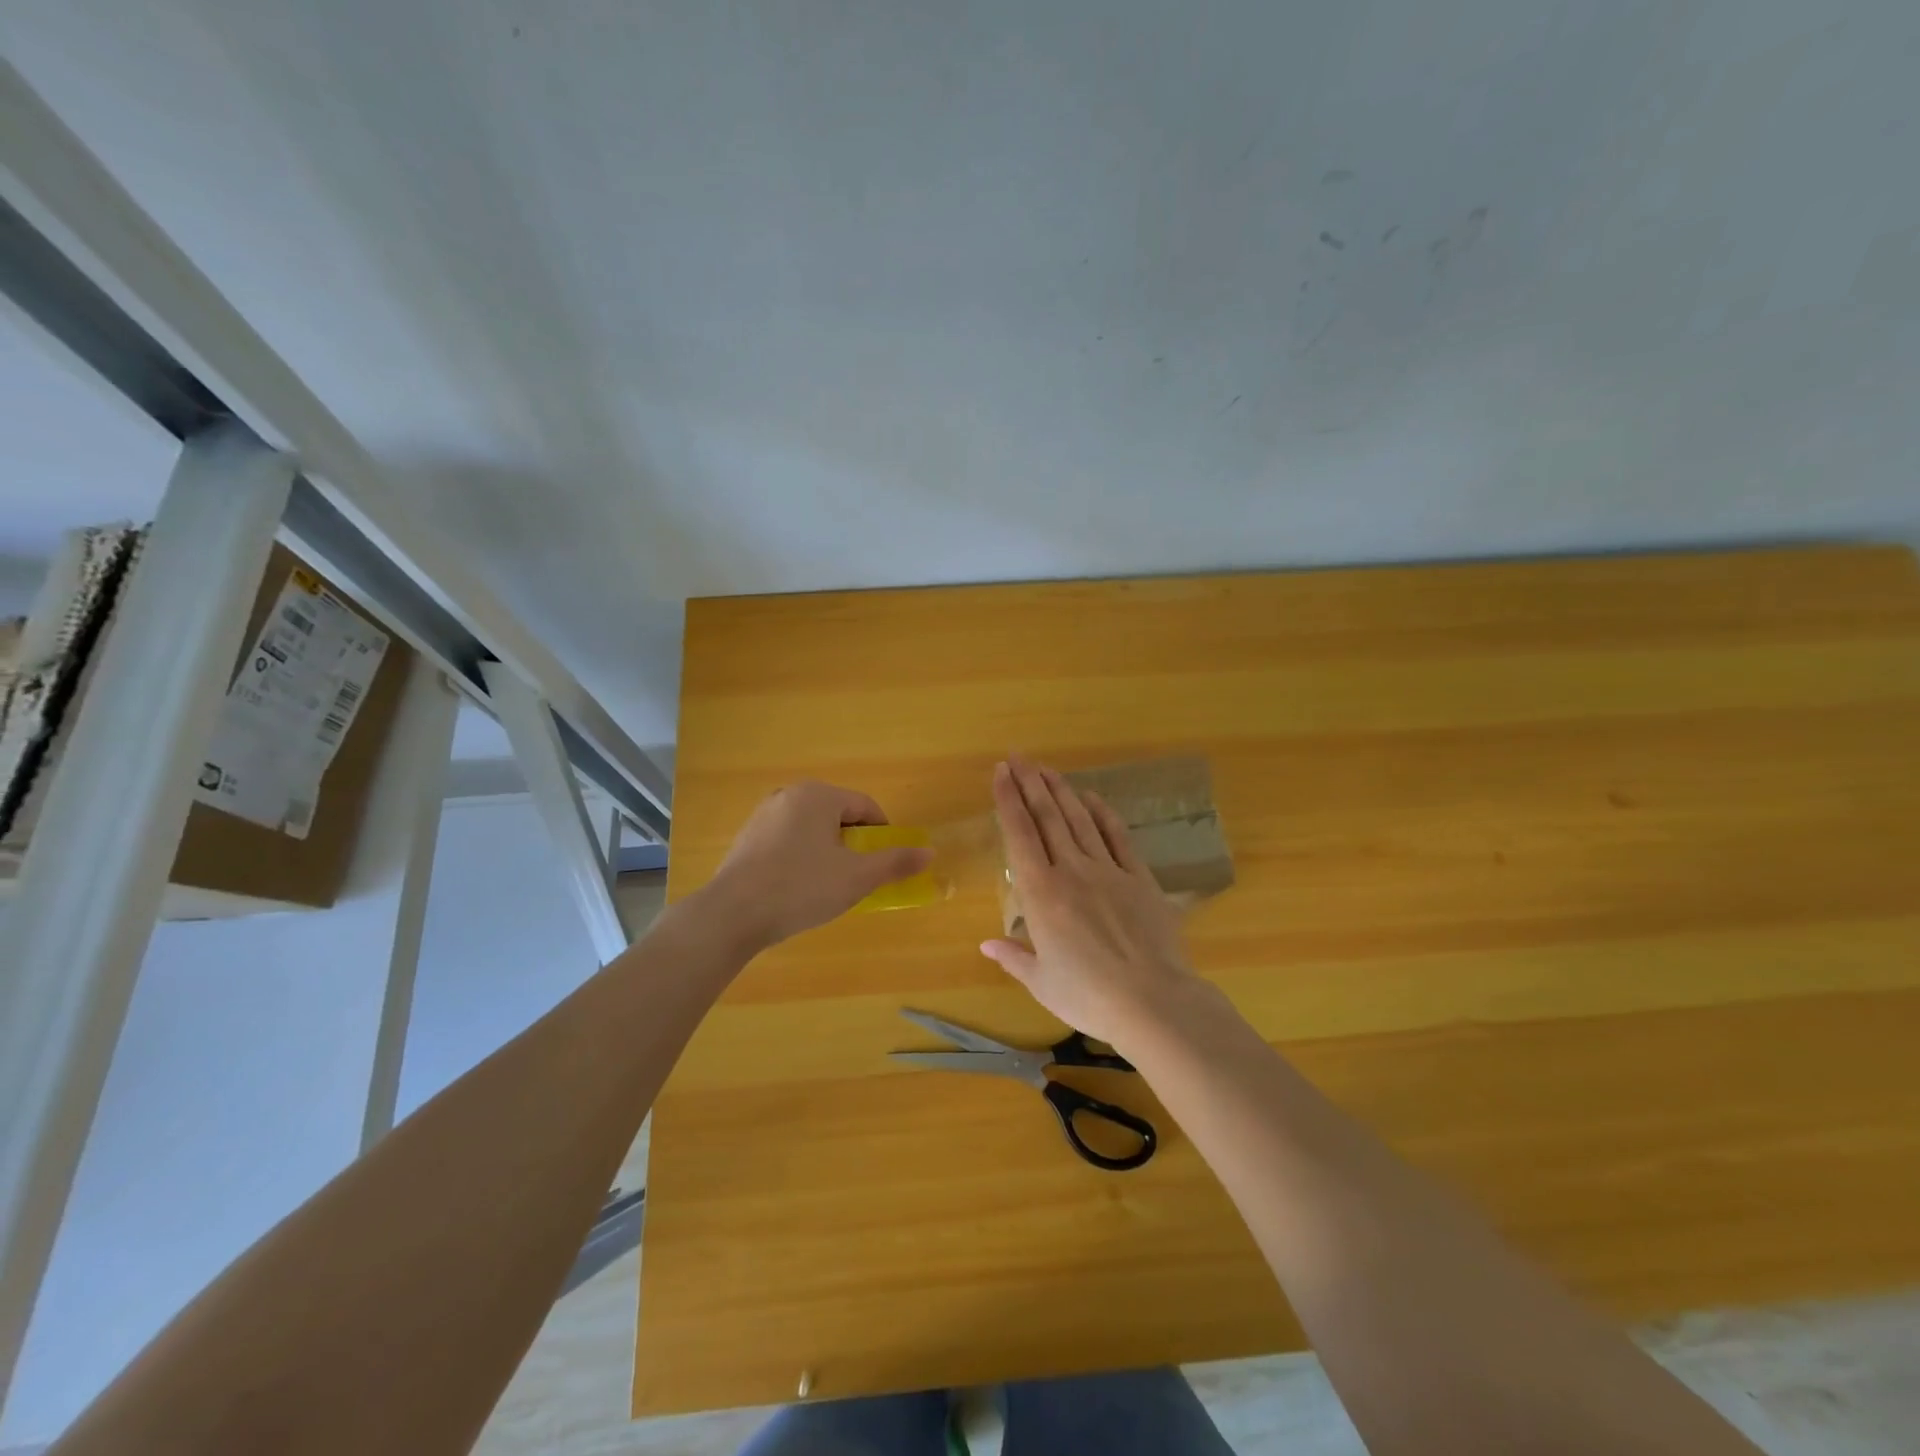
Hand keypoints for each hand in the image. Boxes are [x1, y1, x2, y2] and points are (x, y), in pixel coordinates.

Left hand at [697, 780, 931, 951]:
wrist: (732, 915)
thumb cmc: (801, 888)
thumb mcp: (856, 878)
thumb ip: (895, 862)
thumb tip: (929, 852)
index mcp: (818, 795)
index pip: (865, 806)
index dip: (883, 835)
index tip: (885, 863)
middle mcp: (789, 795)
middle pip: (838, 815)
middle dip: (853, 843)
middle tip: (856, 876)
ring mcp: (763, 815)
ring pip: (812, 829)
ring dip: (828, 851)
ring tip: (827, 885)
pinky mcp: (746, 838)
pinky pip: (787, 840)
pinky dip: (801, 857)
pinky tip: (797, 887)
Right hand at [980, 756, 1200, 1048]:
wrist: (1152, 1001)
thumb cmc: (1088, 996)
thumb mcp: (1042, 982)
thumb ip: (1013, 957)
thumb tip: (986, 944)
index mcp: (1041, 893)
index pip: (1019, 834)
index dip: (1008, 800)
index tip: (1000, 772)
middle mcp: (1071, 871)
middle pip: (1047, 817)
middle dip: (1030, 783)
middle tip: (1018, 757)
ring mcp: (1108, 870)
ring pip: (1079, 819)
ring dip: (1061, 791)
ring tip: (1047, 768)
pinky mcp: (1139, 877)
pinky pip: (1117, 837)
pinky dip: (1103, 813)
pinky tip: (1091, 797)